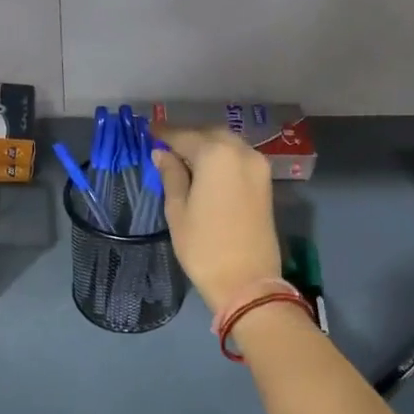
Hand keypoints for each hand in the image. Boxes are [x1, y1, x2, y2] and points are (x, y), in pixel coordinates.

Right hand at [152, 127, 282, 314]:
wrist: (247, 281)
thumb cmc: (204, 247)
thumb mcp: (178, 210)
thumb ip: (171, 175)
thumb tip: (162, 154)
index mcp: (216, 155)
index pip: (184, 136)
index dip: (164, 135)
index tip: (147, 132)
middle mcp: (241, 152)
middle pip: (209, 134)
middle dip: (188, 138)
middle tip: (165, 148)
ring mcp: (258, 166)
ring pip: (227, 144)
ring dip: (206, 146)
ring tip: (183, 160)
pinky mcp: (265, 182)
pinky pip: (238, 158)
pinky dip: (221, 158)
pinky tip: (205, 171)